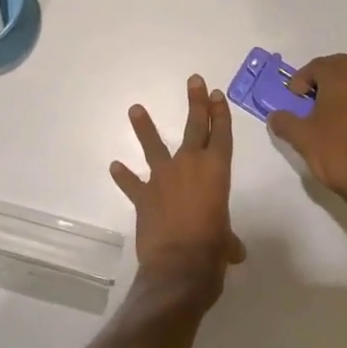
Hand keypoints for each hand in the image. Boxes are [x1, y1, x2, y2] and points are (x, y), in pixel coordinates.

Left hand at [110, 75, 245, 296]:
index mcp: (217, 170)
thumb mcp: (227, 242)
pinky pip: (132, 183)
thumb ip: (227, 240)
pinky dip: (124, 175)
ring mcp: (164, 178)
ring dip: (145, 127)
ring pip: (154, 145)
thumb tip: (232, 251)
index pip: (221, 134)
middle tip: (194, 81)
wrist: (180, 266)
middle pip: (194, 127)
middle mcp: (190, 165)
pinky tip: (115, 166)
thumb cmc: (213, 250)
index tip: (216, 94)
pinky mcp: (143, 196)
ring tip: (135, 108)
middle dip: (196, 103)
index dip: (220, 113)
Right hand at [266, 54, 346, 232]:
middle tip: (310, 98)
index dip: (302, 77)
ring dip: (342, 93)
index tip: (294, 96)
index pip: (319, 64)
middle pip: (342, 68)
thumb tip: (275, 116)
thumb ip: (286, 123)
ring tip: (328, 117)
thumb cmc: (339, 153)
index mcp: (341, 80)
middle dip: (324, 78)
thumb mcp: (303, 139)